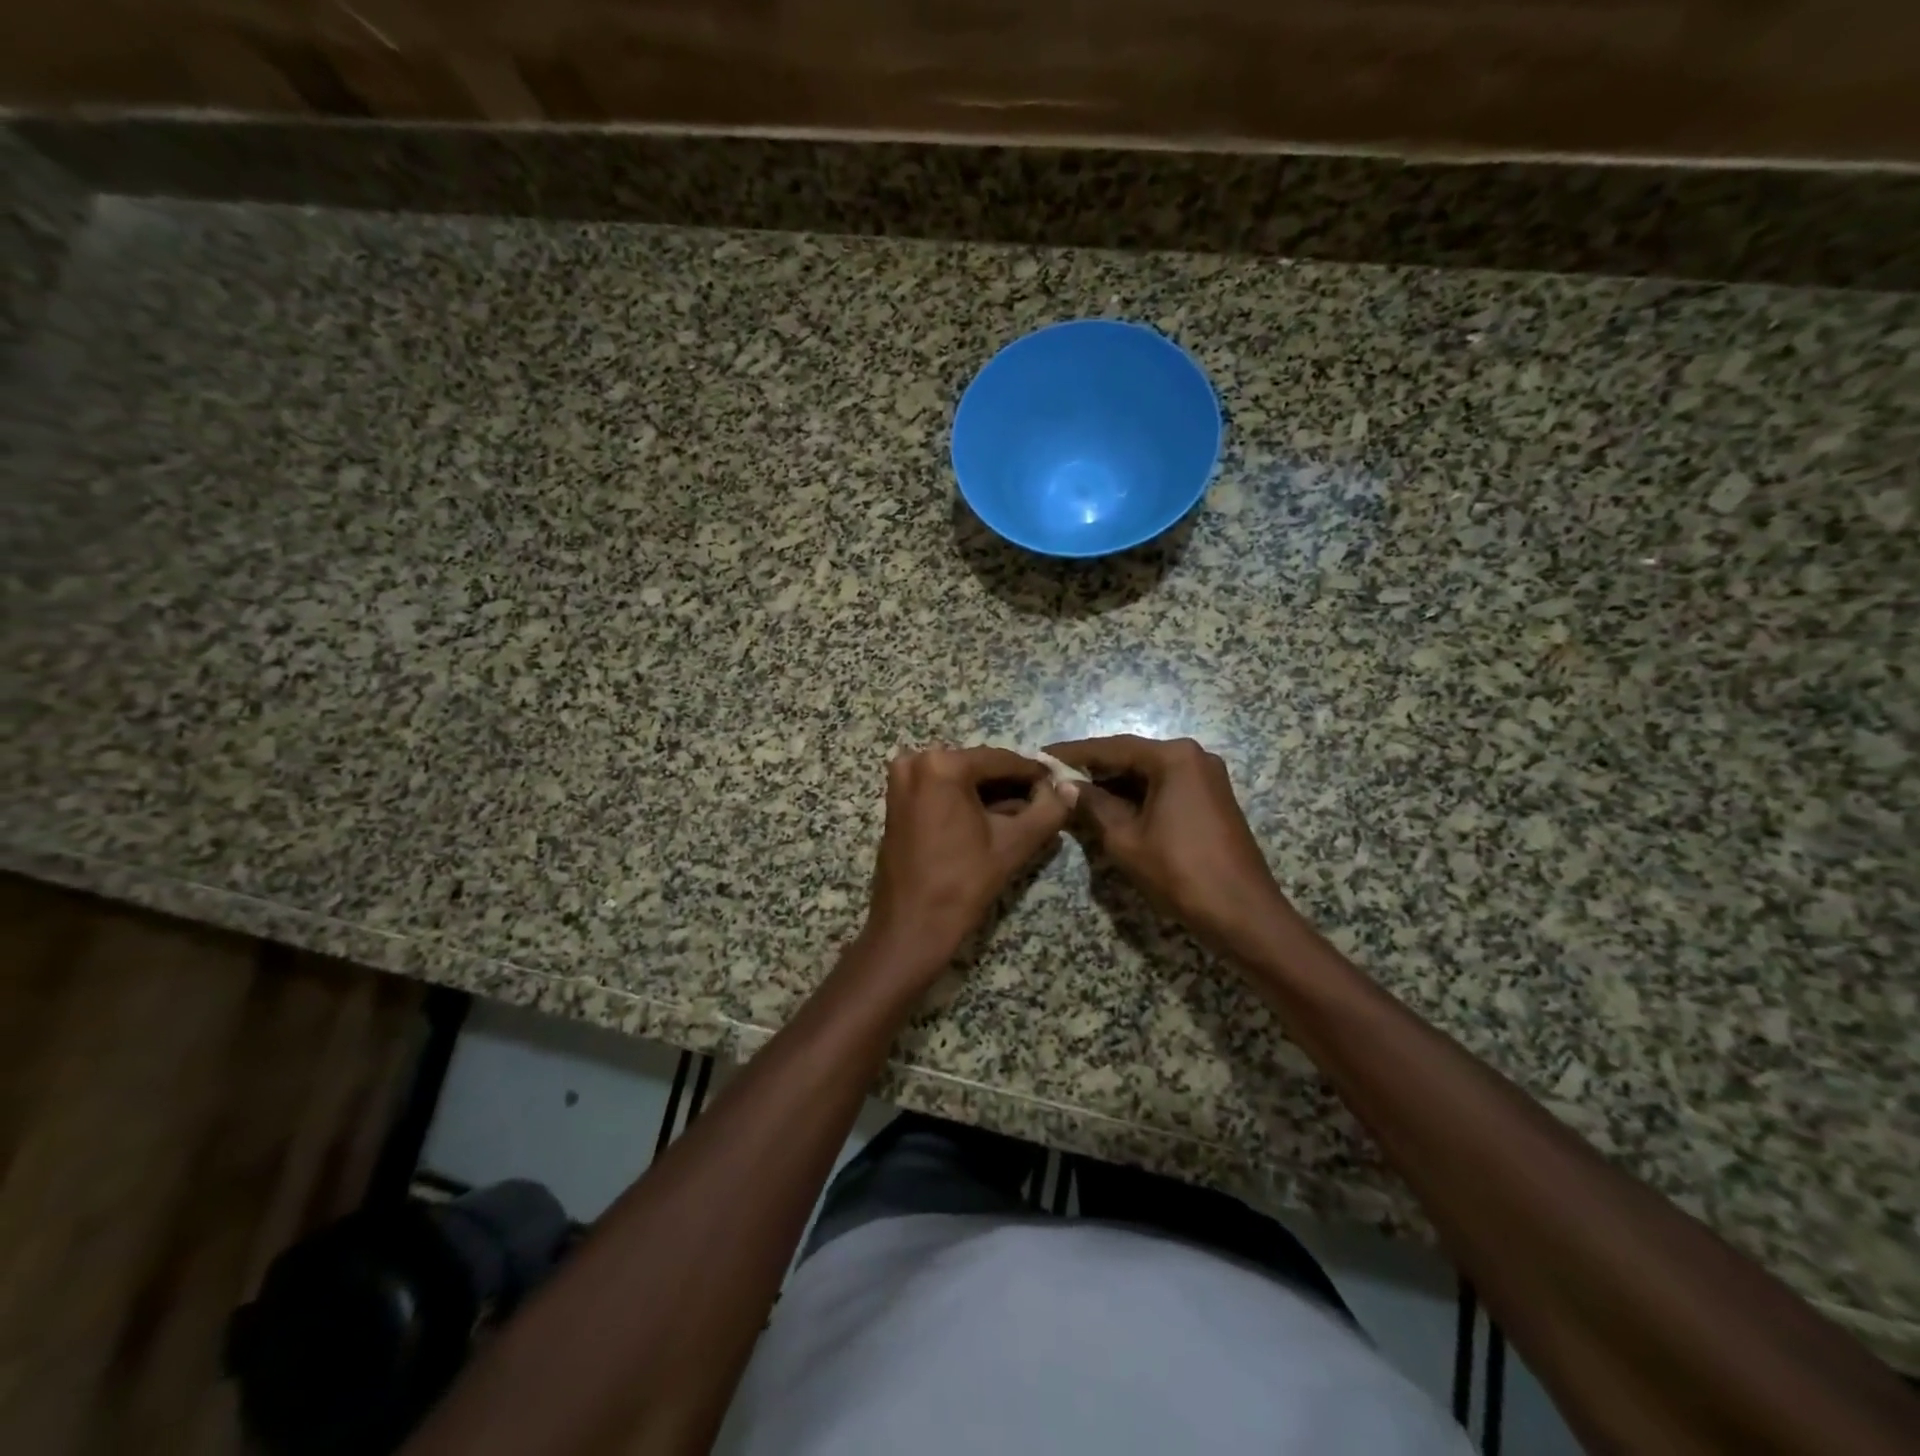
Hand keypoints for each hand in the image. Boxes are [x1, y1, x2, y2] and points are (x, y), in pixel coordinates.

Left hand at [859, 746, 1073, 982]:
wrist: (911, 925)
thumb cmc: (962, 882)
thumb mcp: (1014, 844)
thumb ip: (1048, 811)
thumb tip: (1068, 788)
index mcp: (942, 765)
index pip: (1001, 760)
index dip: (1034, 773)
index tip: (1059, 784)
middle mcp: (916, 761)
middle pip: (979, 767)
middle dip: (1011, 784)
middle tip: (1043, 802)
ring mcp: (901, 780)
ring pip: (960, 779)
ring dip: (990, 794)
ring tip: (1022, 815)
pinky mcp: (896, 800)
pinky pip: (940, 790)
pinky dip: (966, 801)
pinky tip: (991, 820)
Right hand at [1044, 735, 1286, 956]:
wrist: (1242, 913)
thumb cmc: (1179, 872)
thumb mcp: (1125, 838)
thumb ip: (1092, 805)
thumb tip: (1064, 785)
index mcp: (1173, 757)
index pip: (1112, 748)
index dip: (1073, 754)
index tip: (1041, 756)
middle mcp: (1193, 757)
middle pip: (1131, 757)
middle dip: (1093, 769)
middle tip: (1054, 778)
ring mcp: (1206, 777)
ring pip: (1148, 774)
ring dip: (1114, 784)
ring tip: (1074, 794)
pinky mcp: (1211, 799)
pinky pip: (1165, 788)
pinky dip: (1137, 796)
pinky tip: (1110, 808)